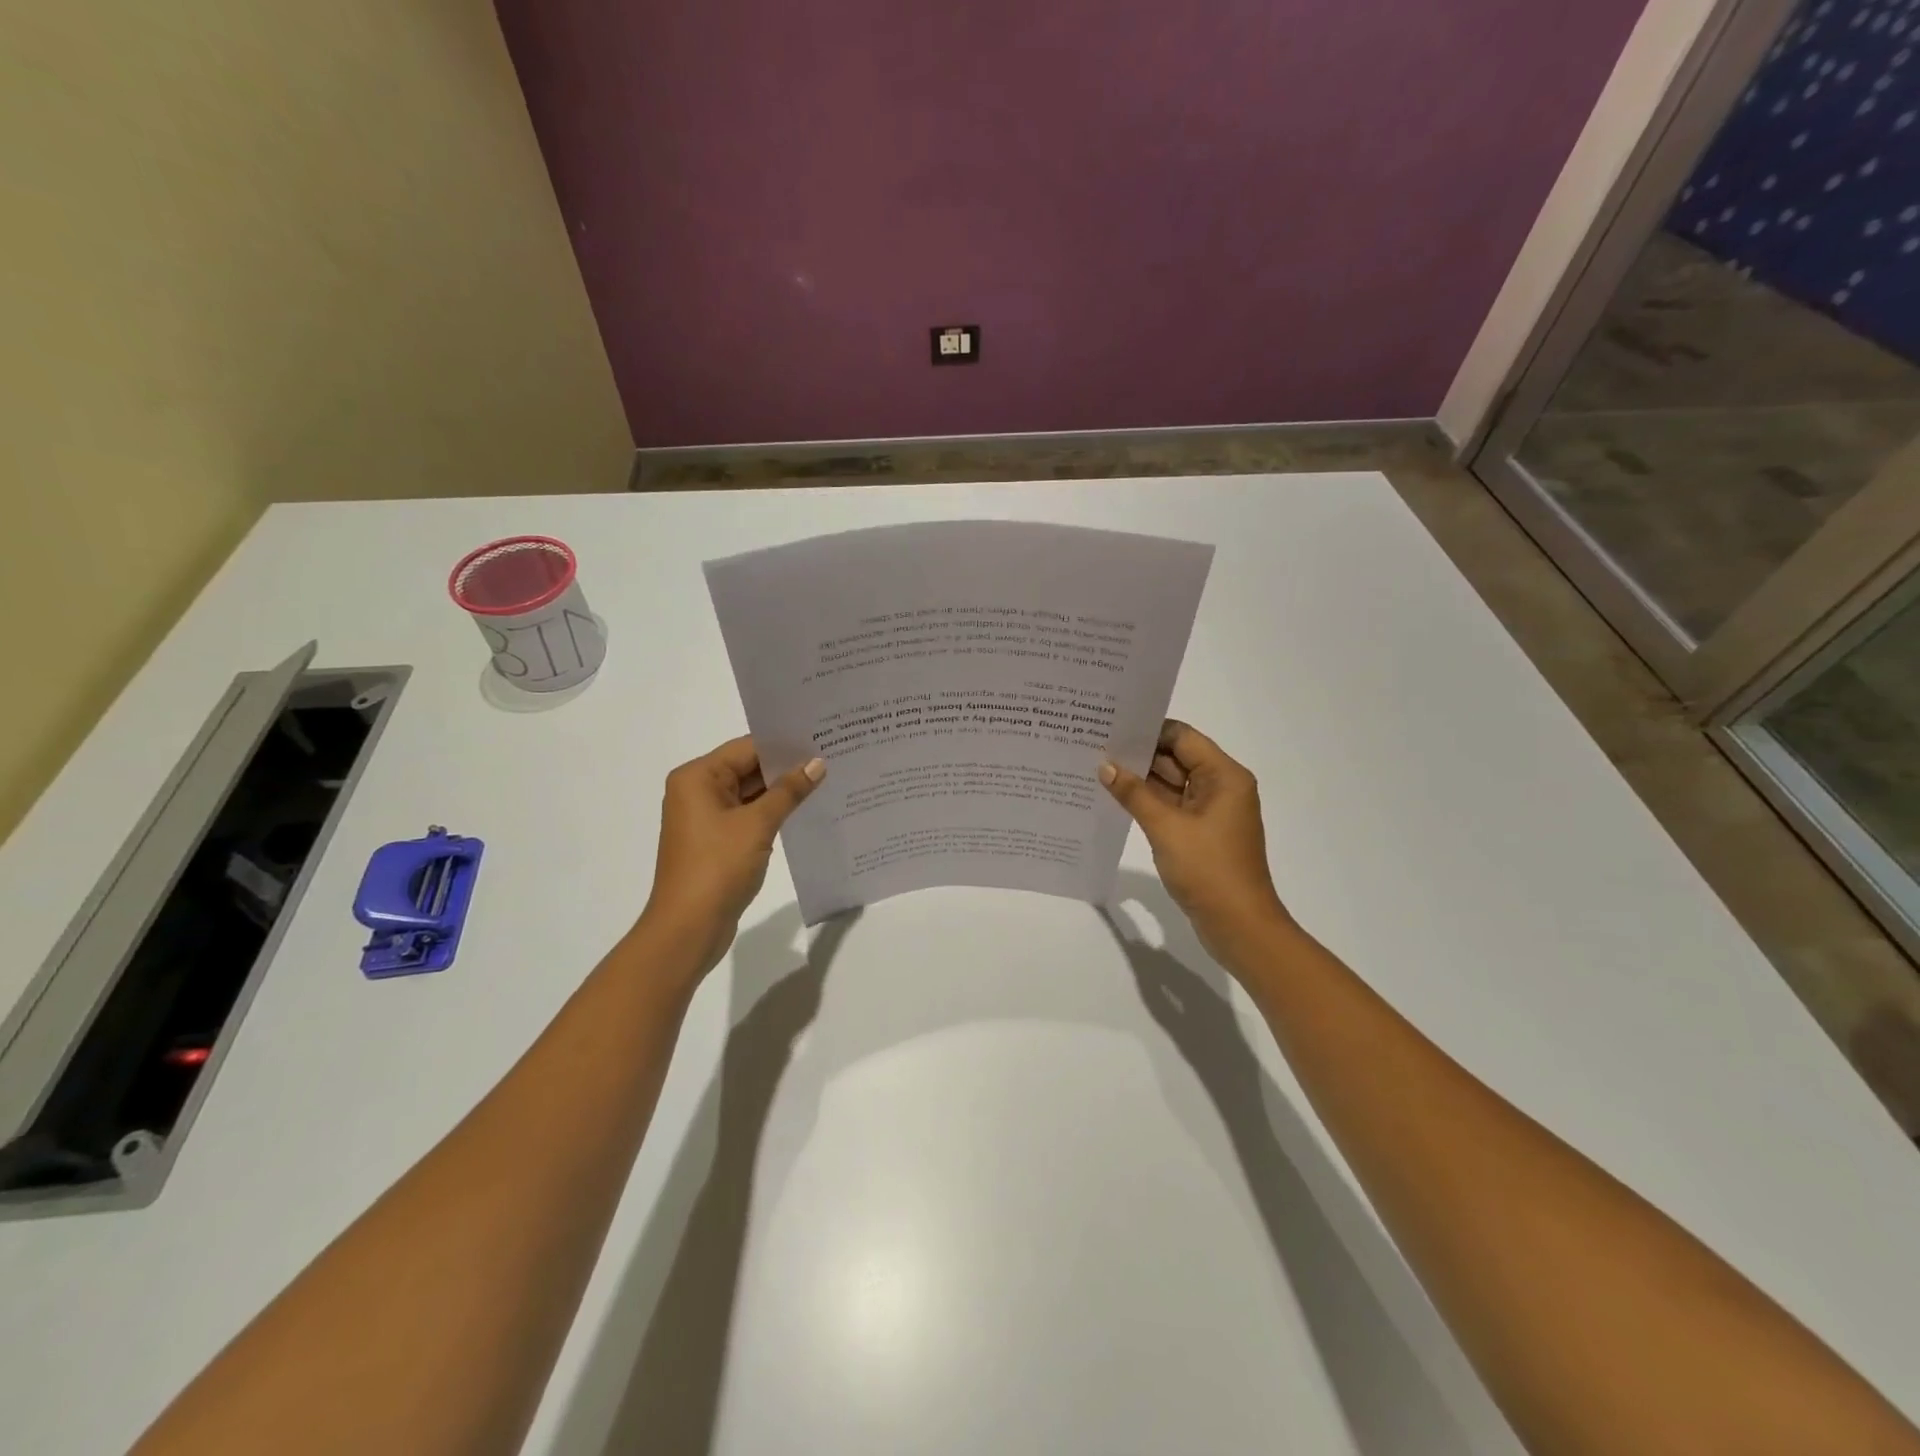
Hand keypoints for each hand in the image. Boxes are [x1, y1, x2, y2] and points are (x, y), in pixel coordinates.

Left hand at [641, 736, 825, 975]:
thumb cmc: (717, 867)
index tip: (821, 738)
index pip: (746, 748)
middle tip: (830, 757)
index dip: (784, 744)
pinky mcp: (716, 841)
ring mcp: (705, 818)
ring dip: (781, 791)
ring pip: (749, 793)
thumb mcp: (757, 824)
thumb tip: (817, 763)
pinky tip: (804, 810)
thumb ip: (788, 791)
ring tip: (825, 780)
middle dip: (786, 767)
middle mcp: (697, 791)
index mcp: (697, 777)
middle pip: (747, 768)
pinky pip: (748, 816)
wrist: (688, 927)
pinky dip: (772, 813)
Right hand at [1101, 720, 1290, 966]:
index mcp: (1224, 776)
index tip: (1111, 727)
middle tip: (1095, 746)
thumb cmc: (1208, 869)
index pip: (1182, 737)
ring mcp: (1211, 812)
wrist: (1239, 925)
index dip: (1148, 730)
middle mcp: (1221, 787)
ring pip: (1171, 784)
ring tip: (1098, 769)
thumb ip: (1133, 793)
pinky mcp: (1202, 833)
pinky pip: (1172, 806)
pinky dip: (1148, 802)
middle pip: (1176, 758)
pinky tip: (1116, 799)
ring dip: (1140, 780)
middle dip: (1139, 754)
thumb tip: (1105, 766)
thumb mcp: (1166, 827)